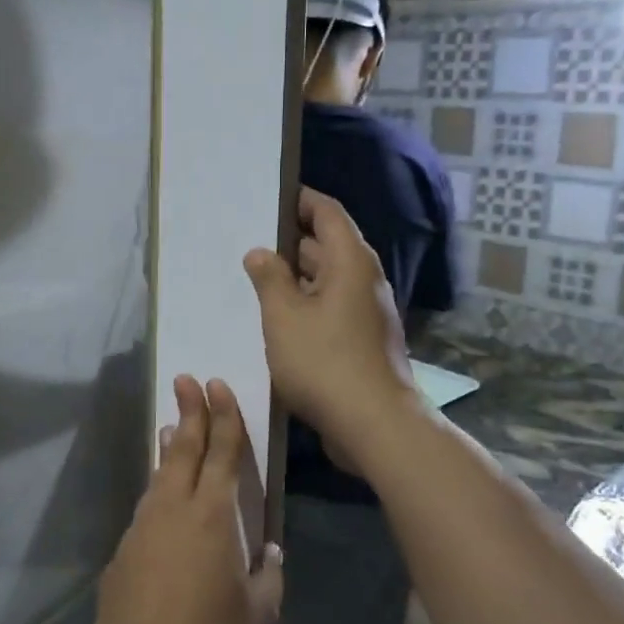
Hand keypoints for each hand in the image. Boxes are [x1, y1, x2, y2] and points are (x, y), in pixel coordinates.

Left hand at [90, 376, 283, 623]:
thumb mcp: (259, 615)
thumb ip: (268, 575)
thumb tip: (268, 550)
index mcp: (213, 517)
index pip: (222, 453)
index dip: (223, 417)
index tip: (217, 385)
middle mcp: (174, 510)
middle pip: (183, 448)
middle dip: (189, 410)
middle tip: (186, 379)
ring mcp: (142, 529)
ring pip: (159, 476)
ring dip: (169, 449)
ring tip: (171, 427)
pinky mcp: (122, 553)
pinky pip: (146, 511)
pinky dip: (156, 493)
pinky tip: (161, 503)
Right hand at [243, 188, 419, 459]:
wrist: (375, 425)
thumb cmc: (325, 361)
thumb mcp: (284, 316)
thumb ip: (269, 278)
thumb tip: (260, 252)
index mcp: (350, 261)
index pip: (326, 212)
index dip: (299, 201)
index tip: (268, 198)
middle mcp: (364, 280)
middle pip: (327, 245)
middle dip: (289, 243)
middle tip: (248, 242)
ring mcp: (367, 312)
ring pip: (327, 281)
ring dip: (295, 279)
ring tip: (254, 280)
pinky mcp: (363, 341)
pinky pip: (331, 309)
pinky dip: (306, 306)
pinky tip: (277, 321)